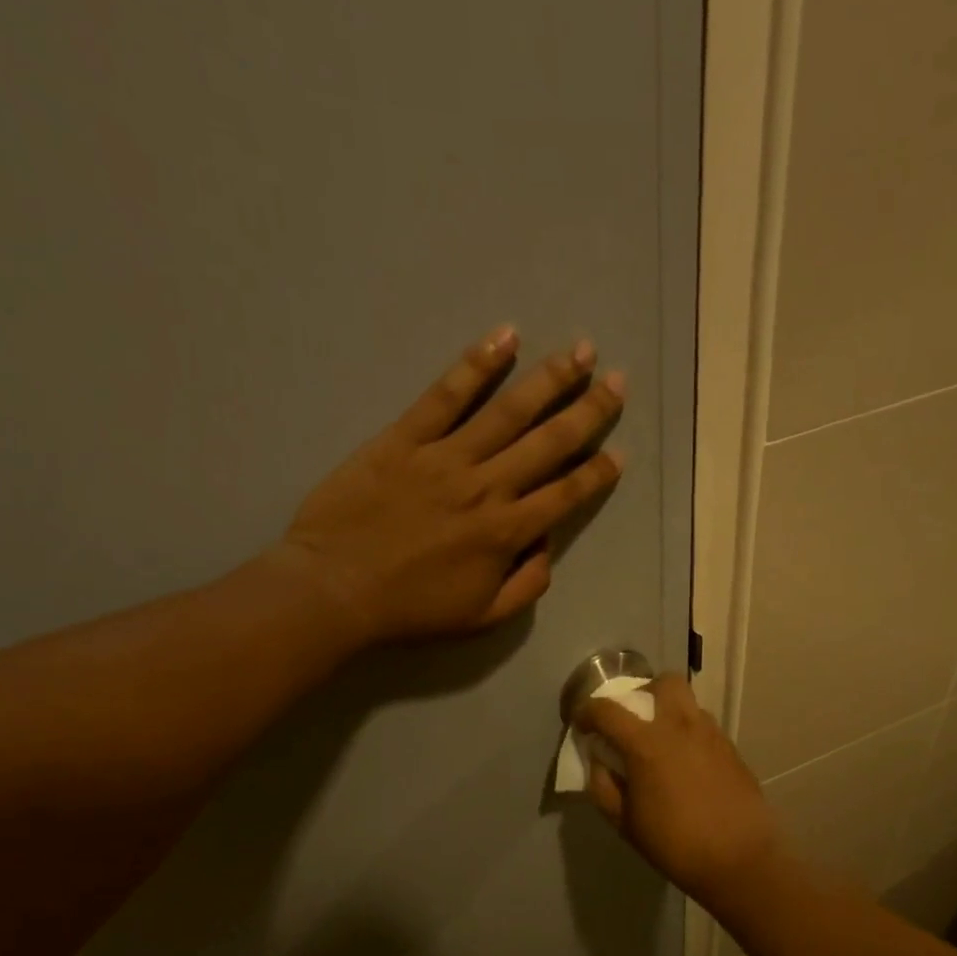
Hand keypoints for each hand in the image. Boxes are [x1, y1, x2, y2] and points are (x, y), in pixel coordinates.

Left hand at [274, 327, 625, 644]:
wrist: (336, 589)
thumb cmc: (411, 610)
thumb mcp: (482, 618)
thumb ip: (527, 585)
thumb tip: (547, 547)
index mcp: (508, 532)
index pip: (566, 494)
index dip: (597, 473)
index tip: (620, 452)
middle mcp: (487, 486)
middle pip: (549, 442)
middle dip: (589, 411)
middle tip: (618, 381)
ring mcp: (446, 456)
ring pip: (508, 410)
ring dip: (549, 378)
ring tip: (580, 350)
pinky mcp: (405, 438)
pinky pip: (446, 395)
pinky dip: (477, 364)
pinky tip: (505, 337)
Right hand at [573, 674, 789, 909]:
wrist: (740, 859)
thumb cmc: (675, 844)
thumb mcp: (625, 823)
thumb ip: (604, 787)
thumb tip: (599, 763)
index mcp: (646, 743)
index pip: (607, 710)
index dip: (586, 711)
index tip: (581, 723)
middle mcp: (681, 727)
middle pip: (663, 683)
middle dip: (643, 692)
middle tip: (634, 720)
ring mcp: (711, 735)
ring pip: (688, 703)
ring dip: (669, 713)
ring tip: (662, 744)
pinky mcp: (732, 749)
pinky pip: (705, 727)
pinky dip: (689, 734)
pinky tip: (687, 765)